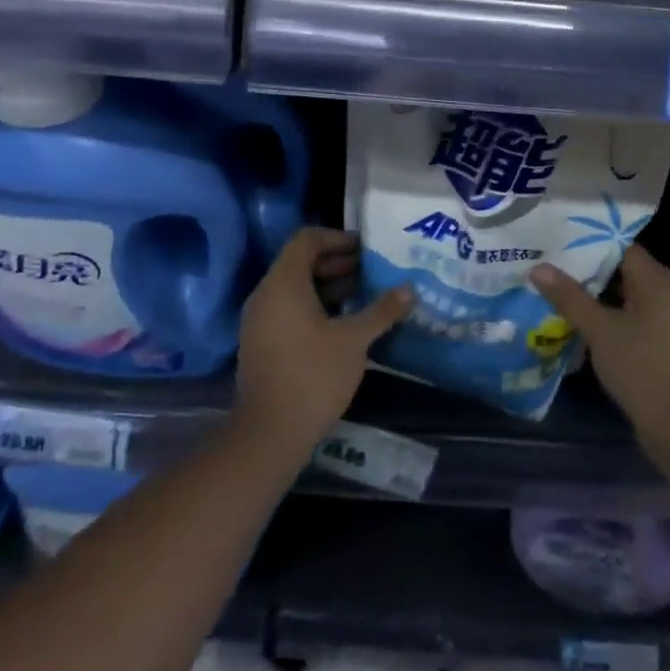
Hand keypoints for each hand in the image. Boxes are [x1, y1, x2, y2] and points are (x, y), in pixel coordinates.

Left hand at [232, 228, 411, 463]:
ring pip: (295, 288)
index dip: (337, 237)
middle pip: (300, 262)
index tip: (365, 248)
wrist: (269, 433)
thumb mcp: (354, 340)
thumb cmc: (314, 375)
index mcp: (284, 283)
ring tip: (364, 295)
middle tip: (371, 271)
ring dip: (328, 287)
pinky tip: (343, 325)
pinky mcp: (261, 343)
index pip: (306, 239)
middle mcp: (266, 294)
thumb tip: (410, 289)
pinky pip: (288, 310)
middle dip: (337, 263)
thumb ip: (382, 311)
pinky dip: (314, 307)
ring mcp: (259, 320)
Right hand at [530, 245, 669, 466]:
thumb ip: (570, 297)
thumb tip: (539, 267)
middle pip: (623, 270)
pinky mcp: (667, 345)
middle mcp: (669, 293)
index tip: (556, 242)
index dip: (588, 242)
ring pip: (626, 297)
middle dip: (587, 270)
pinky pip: (633, 319)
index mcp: (657, 280)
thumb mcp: (600, 331)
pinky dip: (609, 317)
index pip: (620, 245)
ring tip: (557, 293)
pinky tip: (581, 324)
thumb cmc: (643, 369)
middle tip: (549, 266)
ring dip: (596, 296)